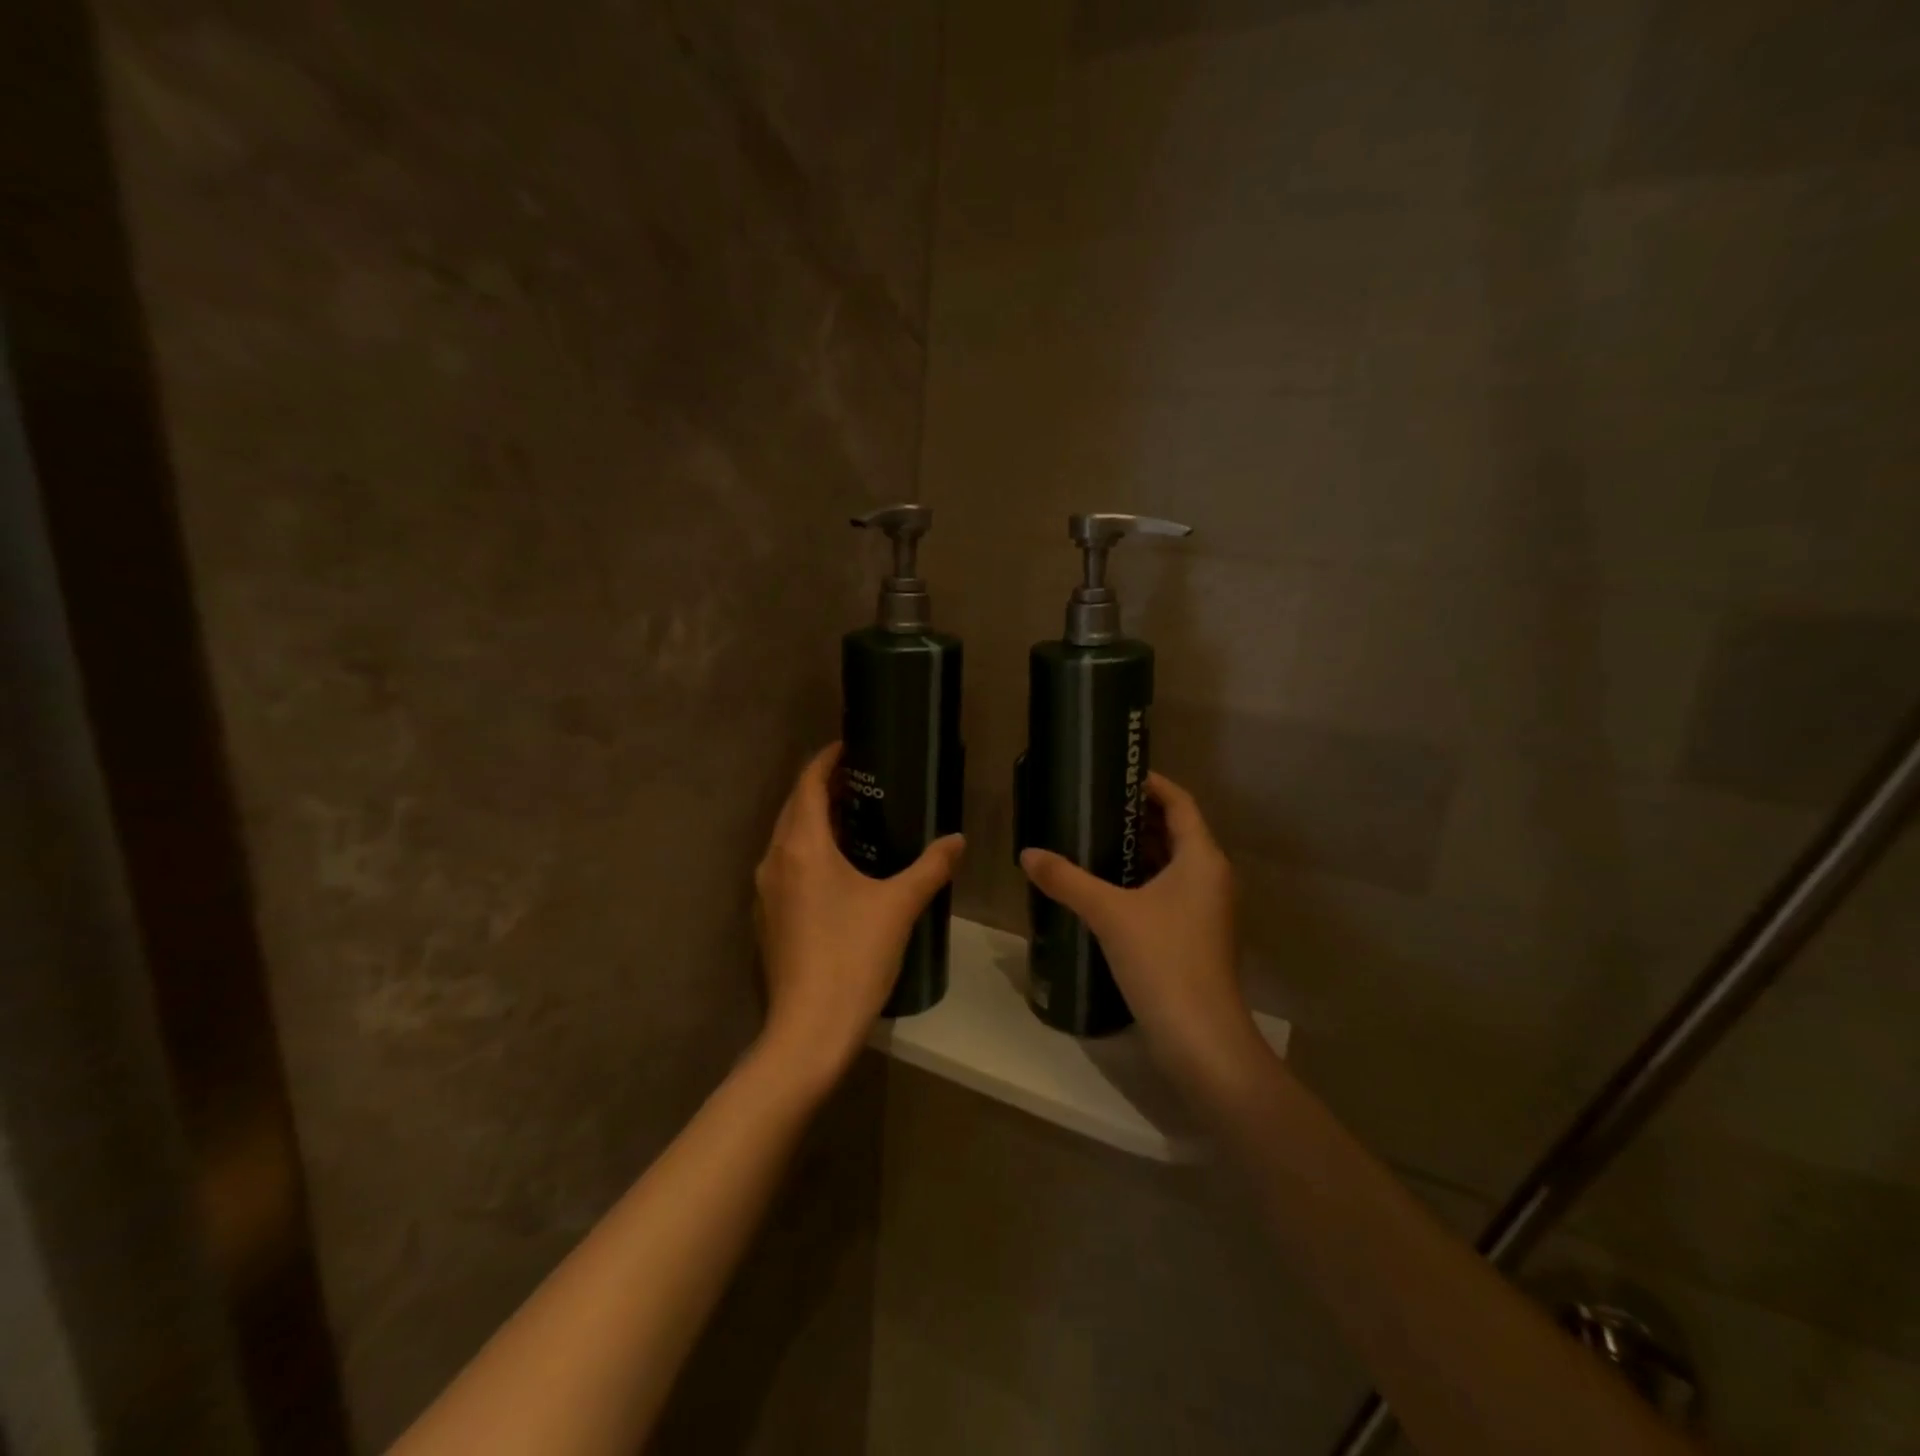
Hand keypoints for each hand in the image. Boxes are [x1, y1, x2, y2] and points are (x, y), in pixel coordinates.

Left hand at [754, 743, 964, 1084]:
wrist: (809, 1028)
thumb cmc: (852, 956)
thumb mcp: (899, 906)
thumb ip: (931, 867)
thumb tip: (957, 840)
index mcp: (801, 846)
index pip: (807, 784)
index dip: (826, 761)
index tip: (850, 747)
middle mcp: (774, 860)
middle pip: (793, 808)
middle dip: (822, 788)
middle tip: (862, 780)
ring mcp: (766, 891)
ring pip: (787, 838)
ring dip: (813, 820)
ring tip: (854, 817)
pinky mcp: (768, 917)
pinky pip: (786, 865)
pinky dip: (808, 850)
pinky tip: (838, 867)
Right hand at [1019, 773, 1266, 1104]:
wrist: (1201, 1039)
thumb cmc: (1163, 961)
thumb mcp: (1109, 913)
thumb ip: (1067, 879)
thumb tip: (1028, 853)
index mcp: (1202, 859)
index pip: (1180, 802)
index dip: (1151, 784)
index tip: (1114, 775)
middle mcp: (1211, 878)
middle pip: (1176, 831)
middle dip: (1137, 817)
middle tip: (1092, 807)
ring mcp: (1206, 910)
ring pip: (1172, 865)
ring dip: (1138, 851)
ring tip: (1092, 841)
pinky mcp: (1195, 937)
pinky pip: (1168, 893)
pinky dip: (1141, 882)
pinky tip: (1105, 890)